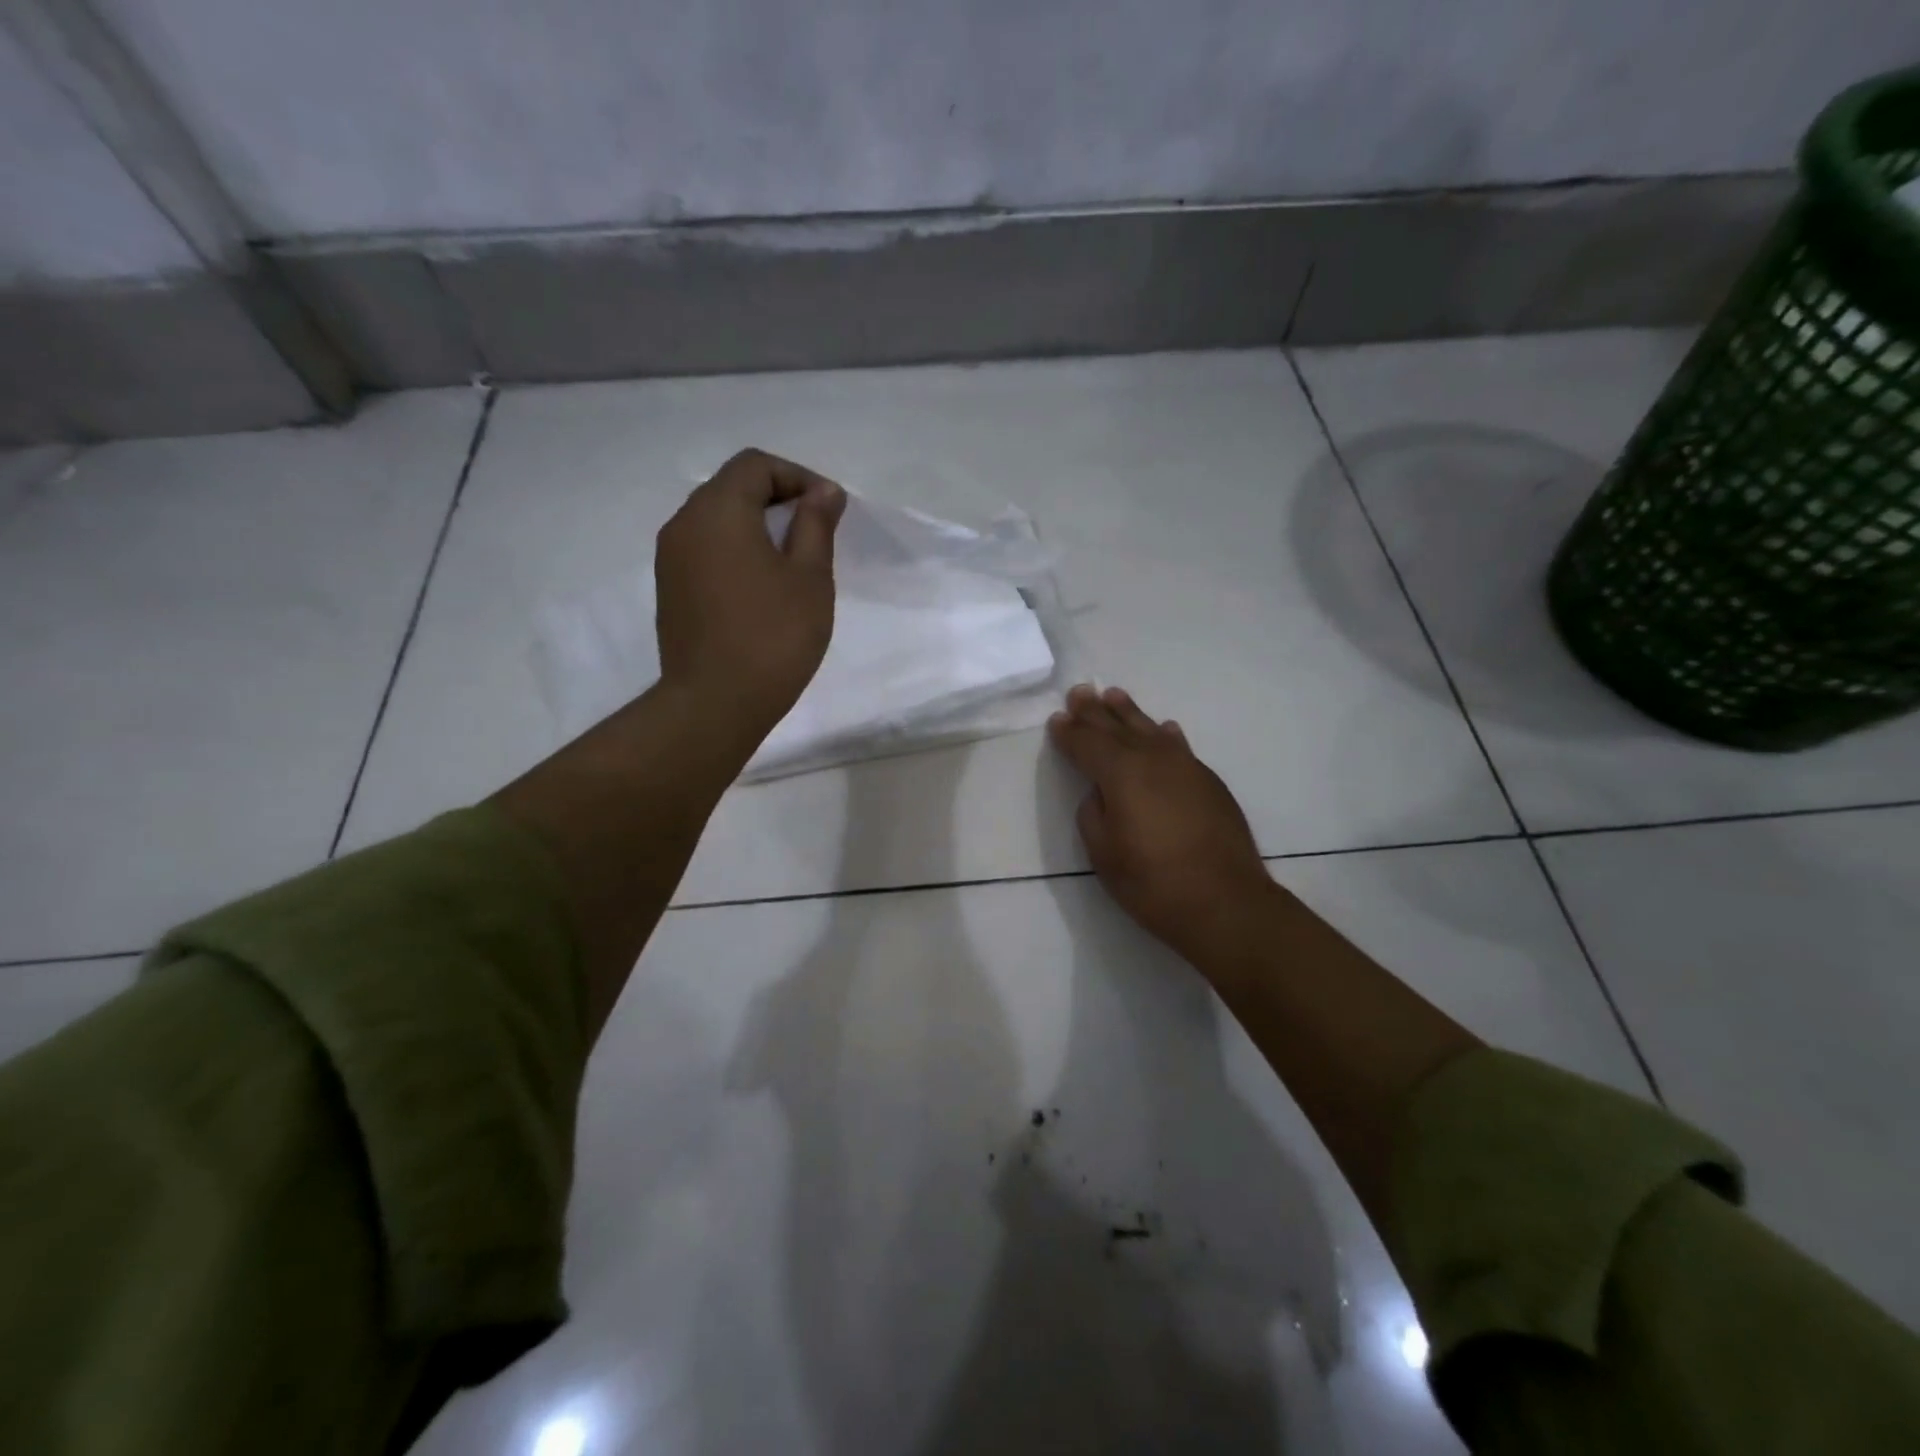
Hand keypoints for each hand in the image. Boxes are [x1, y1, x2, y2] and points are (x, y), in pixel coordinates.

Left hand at [655, 448, 845, 743]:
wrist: (715, 703)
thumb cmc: (773, 636)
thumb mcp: (810, 576)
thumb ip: (816, 524)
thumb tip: (823, 491)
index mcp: (718, 510)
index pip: (756, 465)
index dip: (797, 477)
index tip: (829, 509)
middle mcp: (684, 523)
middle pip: (732, 487)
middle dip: (778, 499)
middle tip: (815, 532)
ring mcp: (670, 559)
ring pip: (716, 520)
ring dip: (756, 526)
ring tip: (792, 561)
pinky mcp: (670, 589)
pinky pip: (705, 550)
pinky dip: (736, 551)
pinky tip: (762, 587)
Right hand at [1049, 684, 1278, 966]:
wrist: (1225, 902)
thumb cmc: (1153, 882)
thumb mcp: (1104, 853)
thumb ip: (1094, 813)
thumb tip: (1102, 793)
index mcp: (1121, 773)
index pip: (1087, 745)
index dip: (1069, 733)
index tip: (1057, 719)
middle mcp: (1153, 759)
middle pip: (1117, 729)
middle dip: (1095, 712)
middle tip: (1080, 692)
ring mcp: (1186, 767)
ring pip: (1150, 730)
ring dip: (1129, 713)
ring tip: (1114, 696)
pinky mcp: (1209, 782)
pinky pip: (1179, 747)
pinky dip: (1165, 735)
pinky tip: (1164, 729)